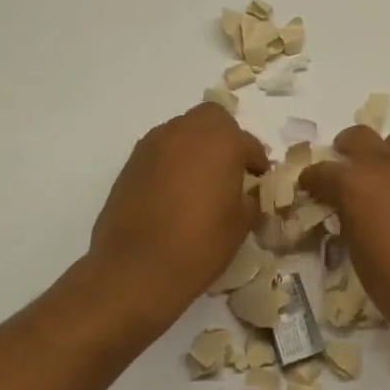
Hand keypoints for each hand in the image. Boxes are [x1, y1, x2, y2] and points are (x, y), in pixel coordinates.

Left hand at [88, 102, 269, 335]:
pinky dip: (173, 161)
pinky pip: (161, 150)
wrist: (135, 269)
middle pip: (211, 119)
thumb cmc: (200, 244)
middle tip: (229, 170)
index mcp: (221, 141)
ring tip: (201, 182)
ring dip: (196, 147)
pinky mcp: (131, 162)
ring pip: (183, 131)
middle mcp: (186, 131)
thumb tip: (246, 191)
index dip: (256, 161)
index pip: (247, 142)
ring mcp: (154, 144)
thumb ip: (249, 197)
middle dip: (224, 138)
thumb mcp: (241, 223)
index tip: (258, 180)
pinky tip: (175, 192)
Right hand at [300, 126, 389, 339]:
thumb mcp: (359, 256)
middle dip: (348, 145)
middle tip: (345, 159)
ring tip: (385, 175)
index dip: (312, 178)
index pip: (324, 171)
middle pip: (361, 136)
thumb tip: (351, 212)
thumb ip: (351, 223)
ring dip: (387, 152)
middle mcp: (387, 168)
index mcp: (356, 185)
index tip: (308, 184)